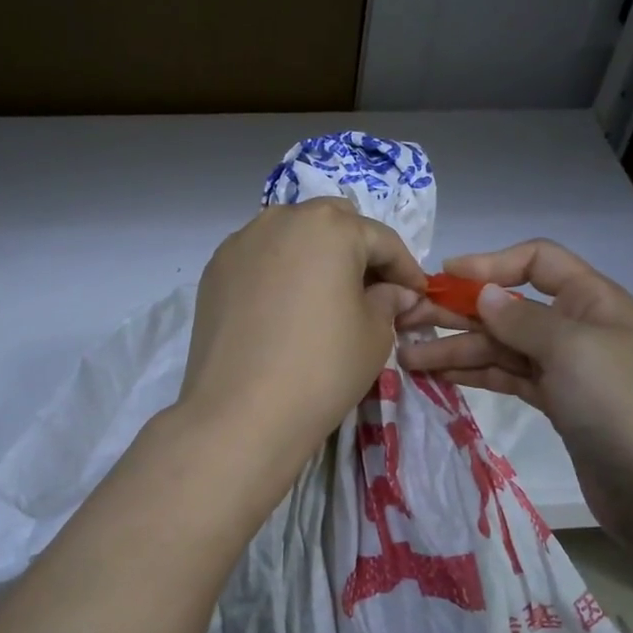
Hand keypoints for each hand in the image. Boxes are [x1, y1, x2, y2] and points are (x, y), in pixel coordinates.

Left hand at [179, 198, 424, 470]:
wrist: (242, 412)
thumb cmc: (323, 368)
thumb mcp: (375, 335)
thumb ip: (389, 301)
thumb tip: (395, 292)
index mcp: (330, 226)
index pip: (381, 240)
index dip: (405, 269)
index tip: (417, 295)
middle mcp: (281, 219)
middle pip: (331, 225)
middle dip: (357, 251)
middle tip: (371, 291)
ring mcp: (241, 243)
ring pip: (290, 237)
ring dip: (314, 258)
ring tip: (325, 298)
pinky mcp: (214, 271)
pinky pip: (259, 260)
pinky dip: (279, 274)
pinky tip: (285, 310)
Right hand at [397, 239, 632, 552]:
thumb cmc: (622, 406)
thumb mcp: (572, 349)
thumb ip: (522, 319)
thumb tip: (485, 293)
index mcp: (591, 300)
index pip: (536, 261)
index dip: (489, 264)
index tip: (443, 277)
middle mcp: (576, 328)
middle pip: (508, 307)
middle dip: (458, 311)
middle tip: (405, 321)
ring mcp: (566, 369)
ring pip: (501, 347)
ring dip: (456, 349)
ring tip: (407, 359)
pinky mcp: (556, 405)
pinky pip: (506, 378)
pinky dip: (474, 374)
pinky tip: (439, 376)